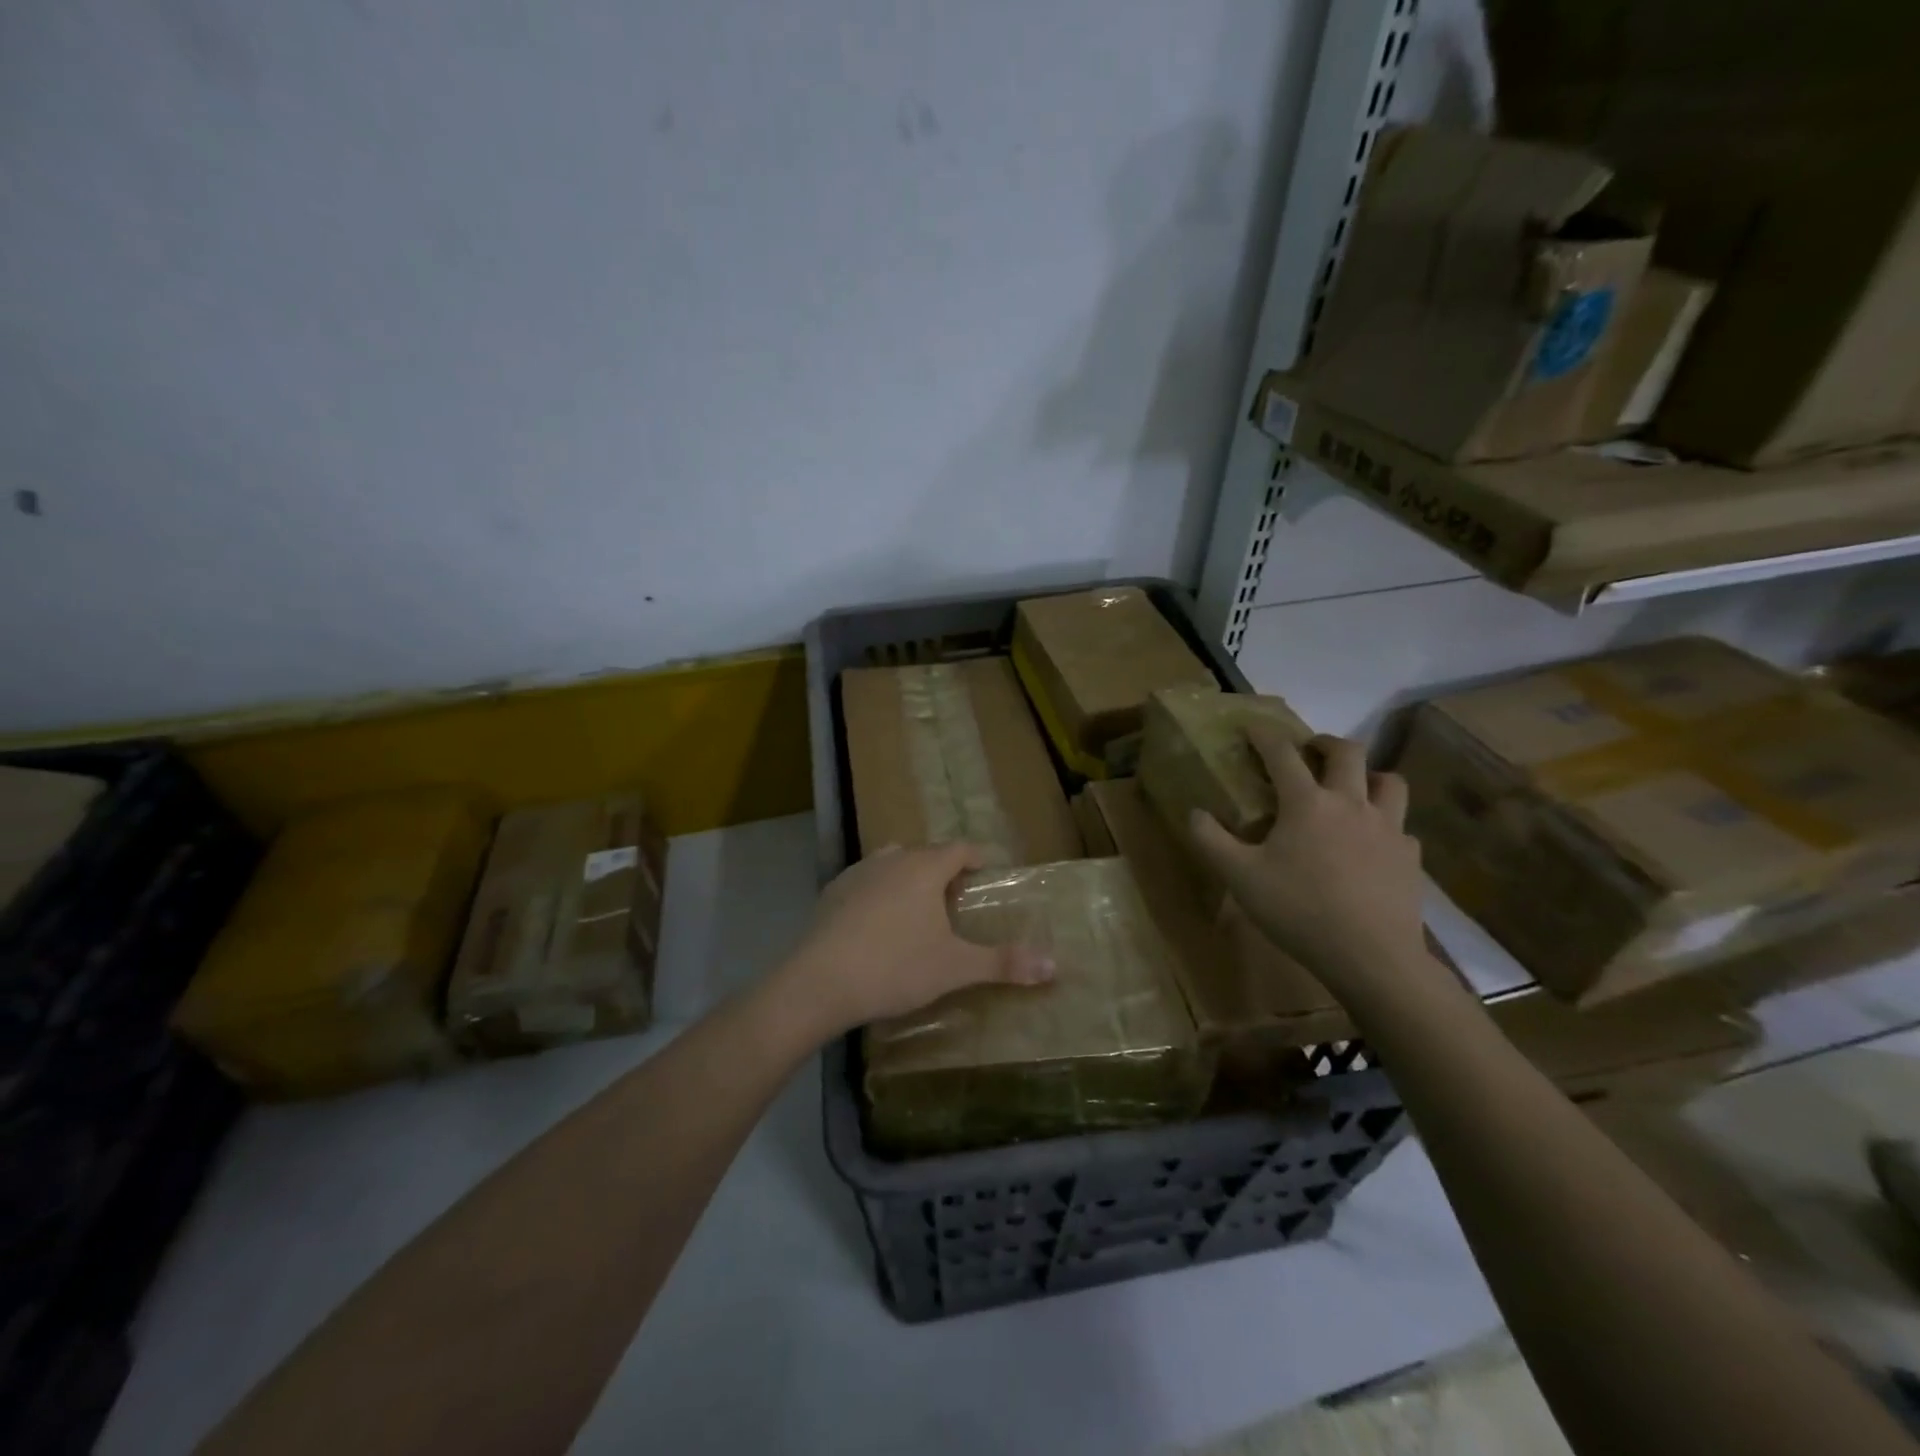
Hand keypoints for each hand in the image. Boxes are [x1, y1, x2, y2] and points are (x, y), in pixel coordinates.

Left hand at [777, 843, 1053, 1038]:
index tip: (988, 872)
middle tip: (956, 900)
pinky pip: (864, 884)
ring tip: (917, 911)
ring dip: (908, 879)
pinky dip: (878, 895)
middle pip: (925, 854)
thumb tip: (1055, 966)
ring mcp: (856, 874)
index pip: (959, 849)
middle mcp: (890, 859)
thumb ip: (1003, 963)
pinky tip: (876, 926)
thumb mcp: (955, 968)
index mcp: (924, 868)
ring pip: (891, 864)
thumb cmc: (895, 967)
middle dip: (943, 871)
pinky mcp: (830, 894)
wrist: (818, 982)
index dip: (977, 858)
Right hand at [1189, 727, 1425, 991]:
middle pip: (1347, 752)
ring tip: (1353, 787)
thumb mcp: (1240, 878)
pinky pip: (1401, 827)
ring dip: (1369, 774)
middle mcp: (1351, 804)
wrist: (1371, 956)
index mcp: (1308, 803)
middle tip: (1310, 749)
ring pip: (1389, 781)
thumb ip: (1211, 841)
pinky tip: (1373, 844)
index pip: (1283, 755)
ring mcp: (1388, 829)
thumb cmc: (1299, 911)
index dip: (1265, 736)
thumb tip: (1194, 812)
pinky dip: (1385, 824)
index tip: (1253, 727)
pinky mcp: (1409, 857)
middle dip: (1325, 742)